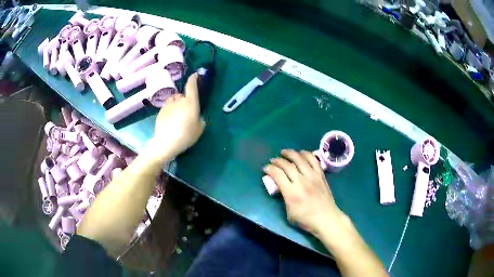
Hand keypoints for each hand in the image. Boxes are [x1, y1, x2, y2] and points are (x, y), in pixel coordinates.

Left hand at [150, 73, 205, 160]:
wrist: (166, 143)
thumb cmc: (186, 135)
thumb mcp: (199, 129)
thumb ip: (201, 119)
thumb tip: (199, 116)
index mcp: (191, 102)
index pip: (192, 85)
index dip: (194, 78)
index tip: (195, 75)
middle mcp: (179, 100)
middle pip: (182, 95)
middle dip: (185, 99)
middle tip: (186, 111)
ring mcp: (168, 104)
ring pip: (174, 100)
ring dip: (176, 104)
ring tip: (177, 115)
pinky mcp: (161, 110)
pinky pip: (167, 106)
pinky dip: (170, 110)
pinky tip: (170, 120)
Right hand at [263, 149, 344, 236]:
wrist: (326, 218)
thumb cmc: (306, 220)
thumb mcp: (289, 213)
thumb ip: (283, 198)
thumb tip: (280, 186)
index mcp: (291, 193)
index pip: (277, 175)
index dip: (269, 169)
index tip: (265, 168)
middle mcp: (302, 182)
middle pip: (287, 165)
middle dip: (277, 160)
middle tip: (272, 160)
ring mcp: (313, 177)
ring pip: (300, 159)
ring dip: (290, 153)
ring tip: (284, 152)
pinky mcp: (321, 175)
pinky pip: (313, 160)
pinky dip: (306, 154)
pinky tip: (301, 153)